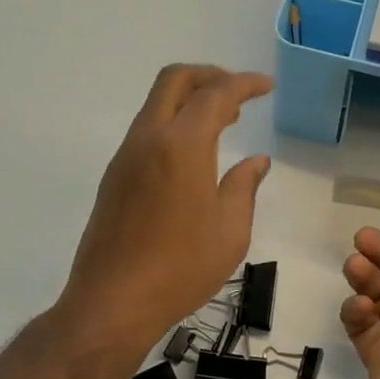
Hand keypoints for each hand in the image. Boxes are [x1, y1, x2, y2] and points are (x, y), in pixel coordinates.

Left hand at [59, 65, 272, 353]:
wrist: (113, 302)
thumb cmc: (181, 269)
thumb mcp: (230, 231)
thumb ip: (244, 187)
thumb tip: (256, 161)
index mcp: (182, 147)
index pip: (215, 95)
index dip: (244, 84)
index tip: (266, 87)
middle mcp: (149, 140)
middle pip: (175, 80)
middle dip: (210, 76)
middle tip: (240, 95)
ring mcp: (126, 156)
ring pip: (157, 104)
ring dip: (190, 100)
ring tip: (224, 122)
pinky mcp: (115, 177)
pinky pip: (147, 130)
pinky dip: (174, 124)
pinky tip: (194, 155)